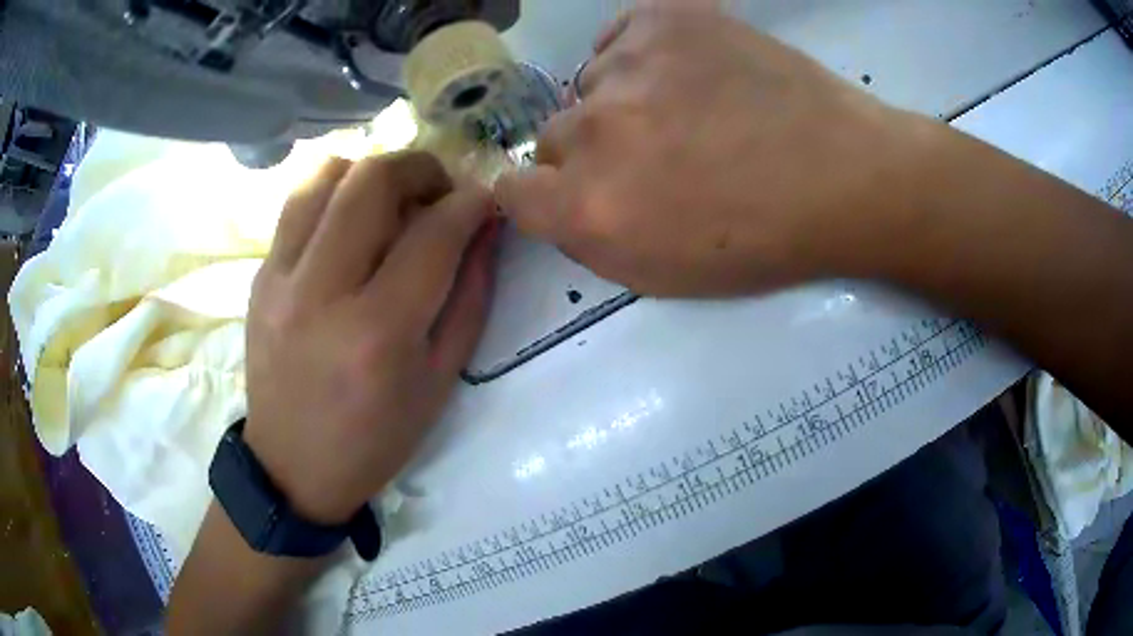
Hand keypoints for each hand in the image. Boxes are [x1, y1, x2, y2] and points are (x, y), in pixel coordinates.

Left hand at [244, 152, 496, 524]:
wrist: (293, 467)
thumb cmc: (375, 437)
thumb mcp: (441, 379)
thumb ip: (470, 295)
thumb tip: (485, 228)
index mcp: (378, 332)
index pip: (433, 234)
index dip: (470, 203)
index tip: (485, 198)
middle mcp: (322, 292)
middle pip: (372, 182)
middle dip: (420, 168)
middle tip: (439, 189)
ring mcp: (280, 279)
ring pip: (325, 175)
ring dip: (370, 170)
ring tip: (391, 197)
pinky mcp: (259, 276)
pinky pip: (296, 204)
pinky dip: (334, 192)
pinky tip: (350, 221)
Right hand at [495, 5, 938, 295]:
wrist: (844, 176)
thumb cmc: (763, 240)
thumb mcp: (663, 274)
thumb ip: (589, 238)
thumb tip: (555, 196)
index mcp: (592, 205)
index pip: (510, 191)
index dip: (539, 194)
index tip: (567, 191)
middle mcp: (595, 130)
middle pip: (553, 136)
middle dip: (592, 153)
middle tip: (653, 155)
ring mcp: (630, 63)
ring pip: (590, 85)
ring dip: (621, 102)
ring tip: (686, 111)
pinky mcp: (666, 19)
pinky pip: (618, 37)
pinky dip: (639, 57)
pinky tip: (684, 74)